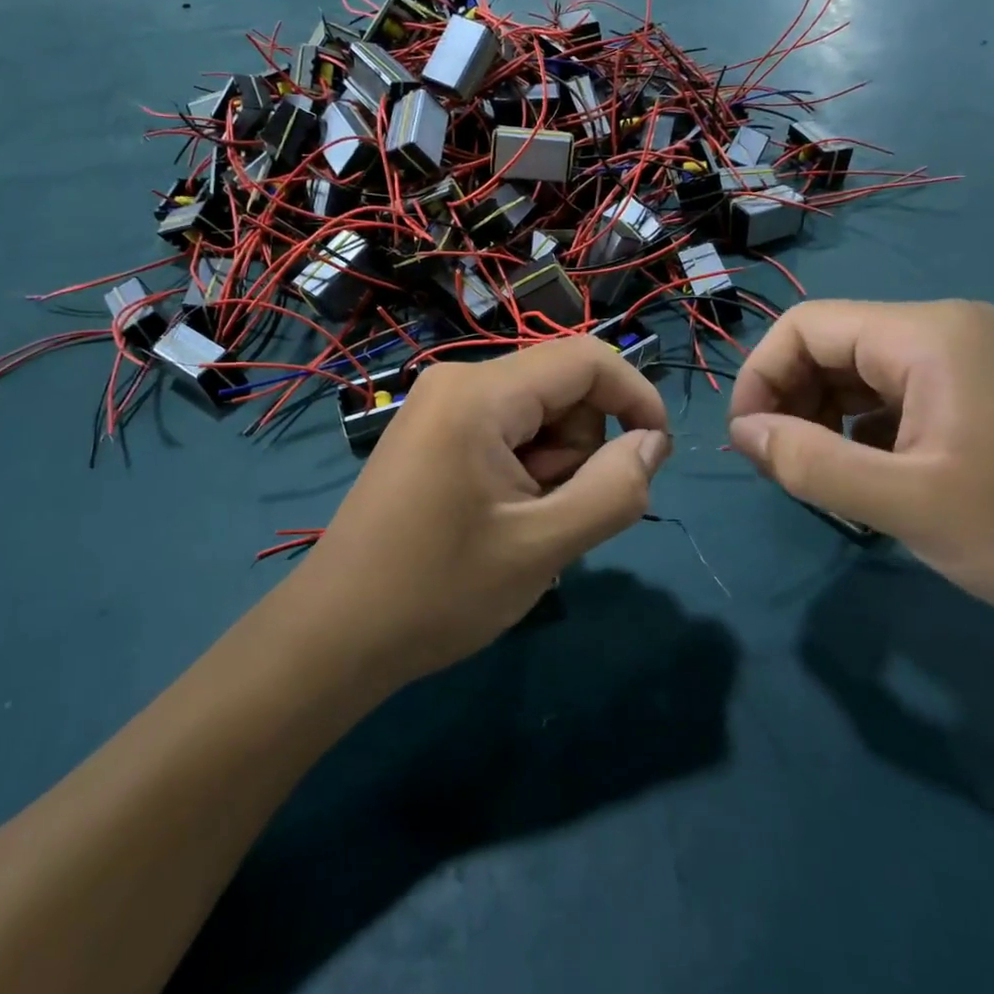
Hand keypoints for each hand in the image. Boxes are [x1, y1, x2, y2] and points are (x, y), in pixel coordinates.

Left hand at [287, 336, 671, 684]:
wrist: (336, 633)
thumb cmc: (437, 592)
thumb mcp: (541, 547)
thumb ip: (613, 491)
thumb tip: (652, 442)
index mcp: (479, 394)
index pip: (584, 360)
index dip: (634, 396)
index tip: (657, 453)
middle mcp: (457, 381)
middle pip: (561, 388)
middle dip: (579, 449)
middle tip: (551, 516)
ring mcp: (439, 405)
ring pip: (537, 414)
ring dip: (552, 467)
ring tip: (519, 525)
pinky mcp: (433, 431)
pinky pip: (506, 431)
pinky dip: (523, 470)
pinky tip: (499, 519)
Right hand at [727, 300, 993, 639]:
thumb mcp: (910, 506)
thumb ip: (812, 465)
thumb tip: (742, 433)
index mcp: (928, 336)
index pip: (806, 326)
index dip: (761, 377)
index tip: (749, 443)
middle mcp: (947, 330)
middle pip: (833, 345)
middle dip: (792, 401)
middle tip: (787, 470)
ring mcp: (973, 359)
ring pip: (863, 372)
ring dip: (827, 419)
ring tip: (827, 479)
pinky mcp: (989, 391)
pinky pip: (900, 395)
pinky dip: (867, 430)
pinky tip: (876, 477)